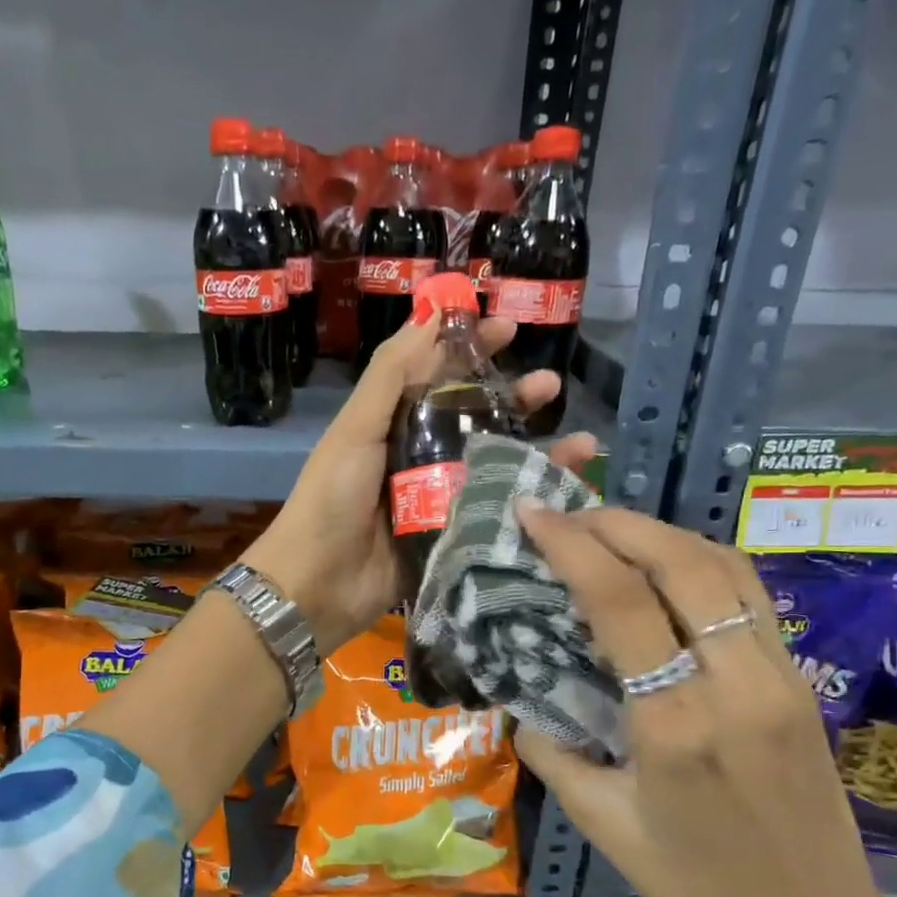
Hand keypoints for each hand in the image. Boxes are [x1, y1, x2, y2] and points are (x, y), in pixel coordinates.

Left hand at [243, 312, 597, 654]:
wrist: (318, 585)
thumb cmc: (332, 499)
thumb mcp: (356, 429)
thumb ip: (391, 374)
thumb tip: (431, 312)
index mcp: (393, 424)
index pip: (439, 375)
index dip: (471, 348)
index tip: (509, 327)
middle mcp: (419, 455)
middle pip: (474, 418)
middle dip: (513, 397)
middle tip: (551, 384)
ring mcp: (439, 498)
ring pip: (493, 463)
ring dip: (534, 447)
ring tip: (579, 442)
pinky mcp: (452, 536)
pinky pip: (495, 510)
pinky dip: (528, 497)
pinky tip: (565, 488)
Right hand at [511, 506, 896, 896]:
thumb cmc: (698, 893)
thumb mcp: (602, 828)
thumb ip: (552, 753)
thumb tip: (523, 704)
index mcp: (676, 726)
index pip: (621, 602)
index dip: (571, 545)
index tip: (532, 513)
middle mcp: (736, 686)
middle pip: (682, 563)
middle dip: (617, 522)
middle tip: (567, 513)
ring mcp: (781, 679)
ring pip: (726, 569)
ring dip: (663, 534)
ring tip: (610, 530)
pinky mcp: (801, 684)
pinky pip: (750, 597)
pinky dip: (702, 562)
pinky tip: (667, 569)